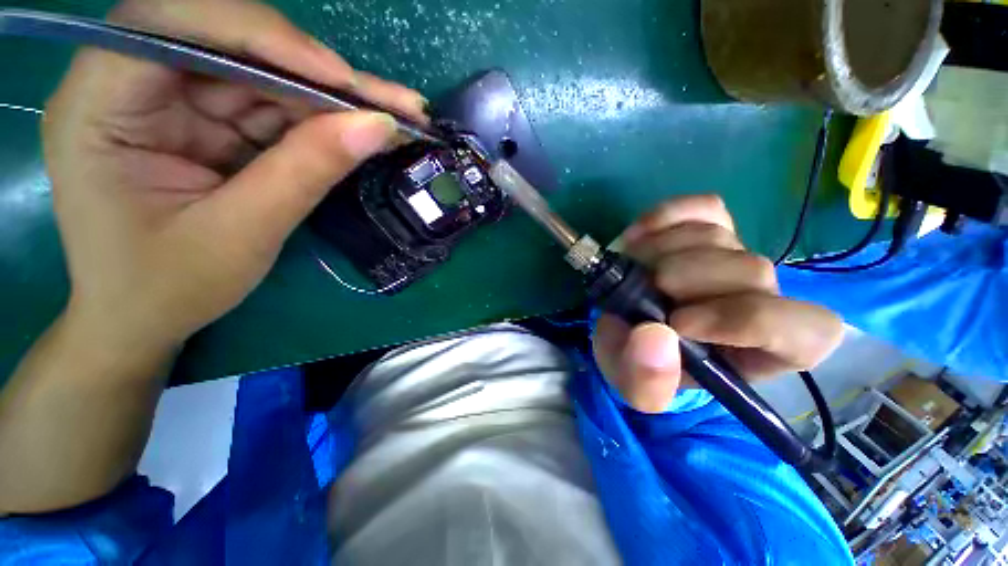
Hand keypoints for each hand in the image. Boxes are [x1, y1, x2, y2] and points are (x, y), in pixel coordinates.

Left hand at [44, 0, 425, 353]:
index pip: (174, 25)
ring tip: (398, 117)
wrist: (145, 319)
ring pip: (266, 76)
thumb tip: (378, 127)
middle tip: (393, 102)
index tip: (338, 79)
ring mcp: (177, 103)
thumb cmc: (169, 287)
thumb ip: (307, 171)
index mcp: (100, 105)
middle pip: (233, 45)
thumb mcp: (241, 233)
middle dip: (319, 74)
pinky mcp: (211, 124)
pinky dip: (325, 120)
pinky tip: (366, 130)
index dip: (261, 36)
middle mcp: (134, 85)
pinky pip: (275, 108)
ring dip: (335, 98)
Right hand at [593, 195, 842, 412]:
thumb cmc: (641, 363)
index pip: (803, 329)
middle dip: (685, 277)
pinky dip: (665, 216)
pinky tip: (635, 237)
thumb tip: (654, 335)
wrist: (626, 330)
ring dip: (661, 251)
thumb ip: (646, 380)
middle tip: (640, 289)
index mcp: (762, 350)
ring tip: (630, 269)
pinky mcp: (710, 228)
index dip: (745, 320)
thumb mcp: (635, 386)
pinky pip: (702, 208)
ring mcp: (734, 256)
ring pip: (718, 236)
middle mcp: (761, 298)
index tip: (679, 323)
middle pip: (752, 270)